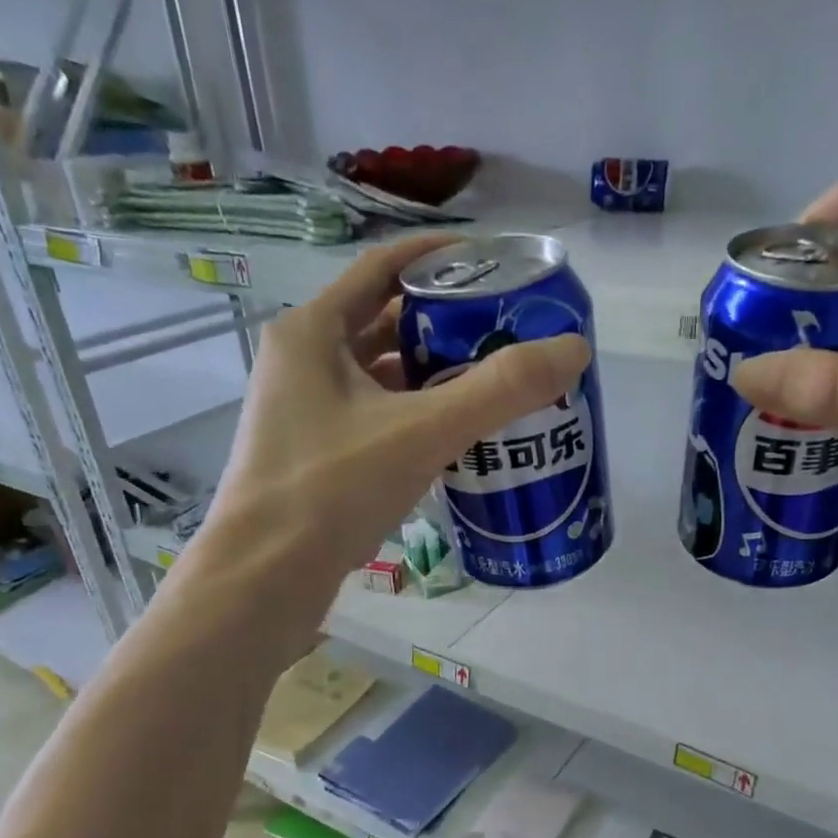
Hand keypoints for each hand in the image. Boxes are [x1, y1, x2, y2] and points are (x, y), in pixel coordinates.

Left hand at [208, 234, 589, 582]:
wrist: (264, 578)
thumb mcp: (422, 432)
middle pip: (385, 323)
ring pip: (382, 376)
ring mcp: (306, 412)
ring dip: (433, 375)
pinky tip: (457, 437)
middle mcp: (302, 362)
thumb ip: (500, 391)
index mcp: (312, 332)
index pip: (382, 268)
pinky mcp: (316, 455)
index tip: (493, 264)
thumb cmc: (331, 490)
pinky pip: (376, 417)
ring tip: (494, 383)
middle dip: (446, 324)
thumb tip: (573, 348)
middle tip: (507, 333)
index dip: (438, 259)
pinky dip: (416, 416)